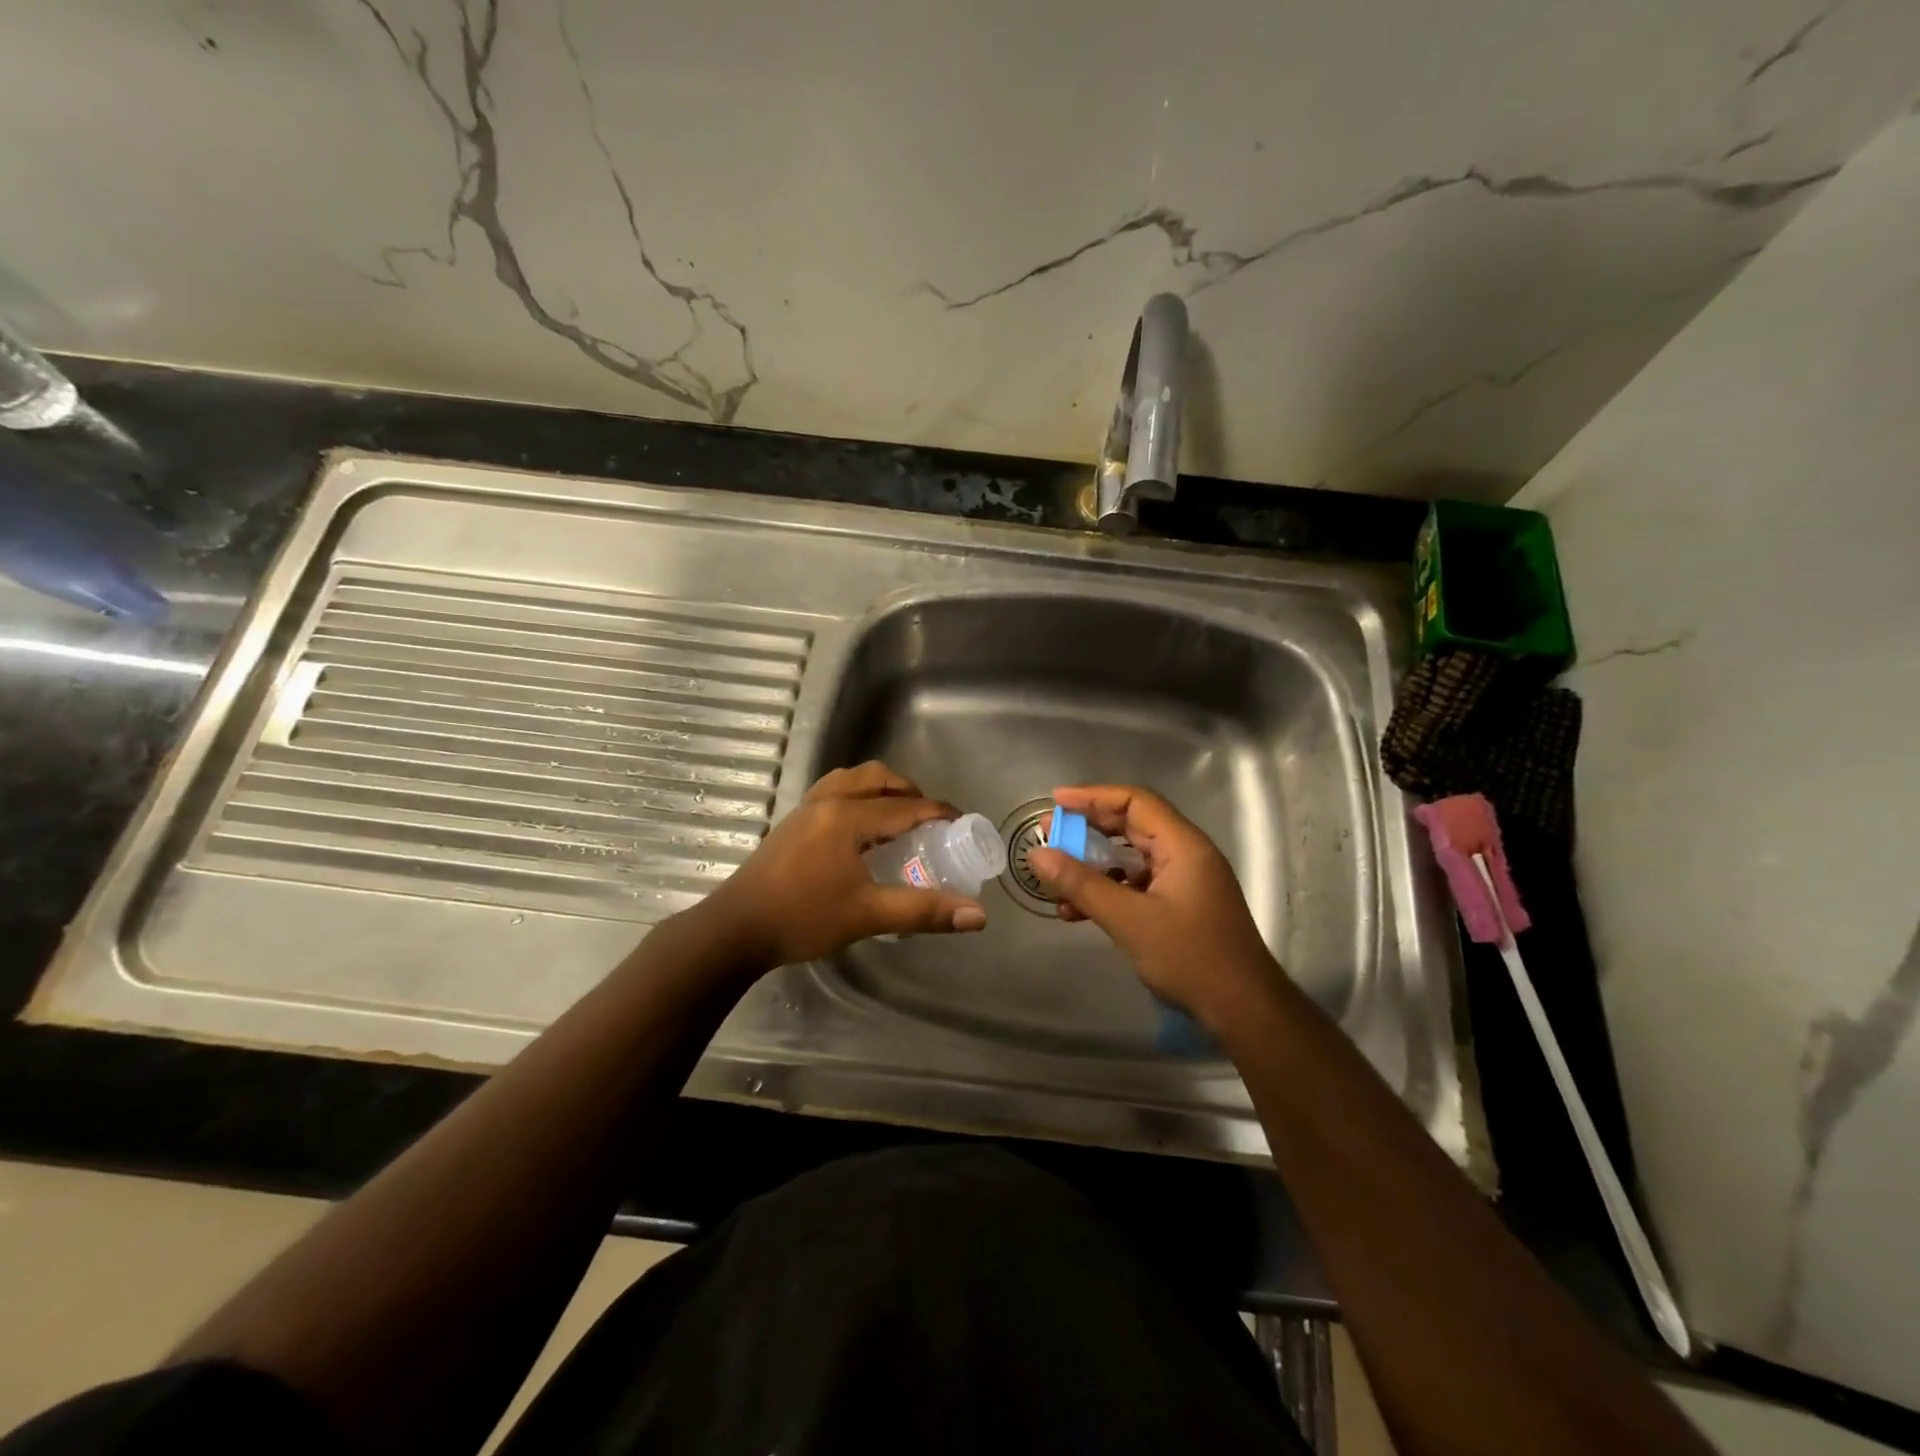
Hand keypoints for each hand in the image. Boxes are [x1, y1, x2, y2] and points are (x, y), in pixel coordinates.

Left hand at [701, 761, 988, 969]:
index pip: (905, 806)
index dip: (938, 812)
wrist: (735, 929)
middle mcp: (827, 802)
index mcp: (848, 817)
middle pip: (876, 778)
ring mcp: (804, 810)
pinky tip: (858, 831)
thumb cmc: (803, 918)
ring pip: (850, 780)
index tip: (962, 822)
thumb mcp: (868, 915)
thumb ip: (924, 911)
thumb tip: (978, 915)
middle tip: (928, 820)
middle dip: (908, 792)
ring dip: (879, 790)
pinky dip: (856, 798)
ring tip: (895, 818)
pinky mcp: (791, 823)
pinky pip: (832, 793)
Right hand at [1025, 785, 1280, 1031]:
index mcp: (1183, 845)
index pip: (1135, 802)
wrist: (1244, 1010)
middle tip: (1049, 835)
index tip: (1056, 801)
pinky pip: (1136, 885)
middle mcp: (1186, 855)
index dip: (1093, 797)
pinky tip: (1076, 910)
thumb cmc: (1191, 957)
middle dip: (1088, 830)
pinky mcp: (1180, 906)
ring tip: (1055, 877)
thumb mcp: (1129, 920)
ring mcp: (1184, 882)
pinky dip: (1107, 891)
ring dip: (1093, 865)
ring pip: (1131, 859)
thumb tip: (1037, 854)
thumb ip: (1081, 884)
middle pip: (1132, 826)